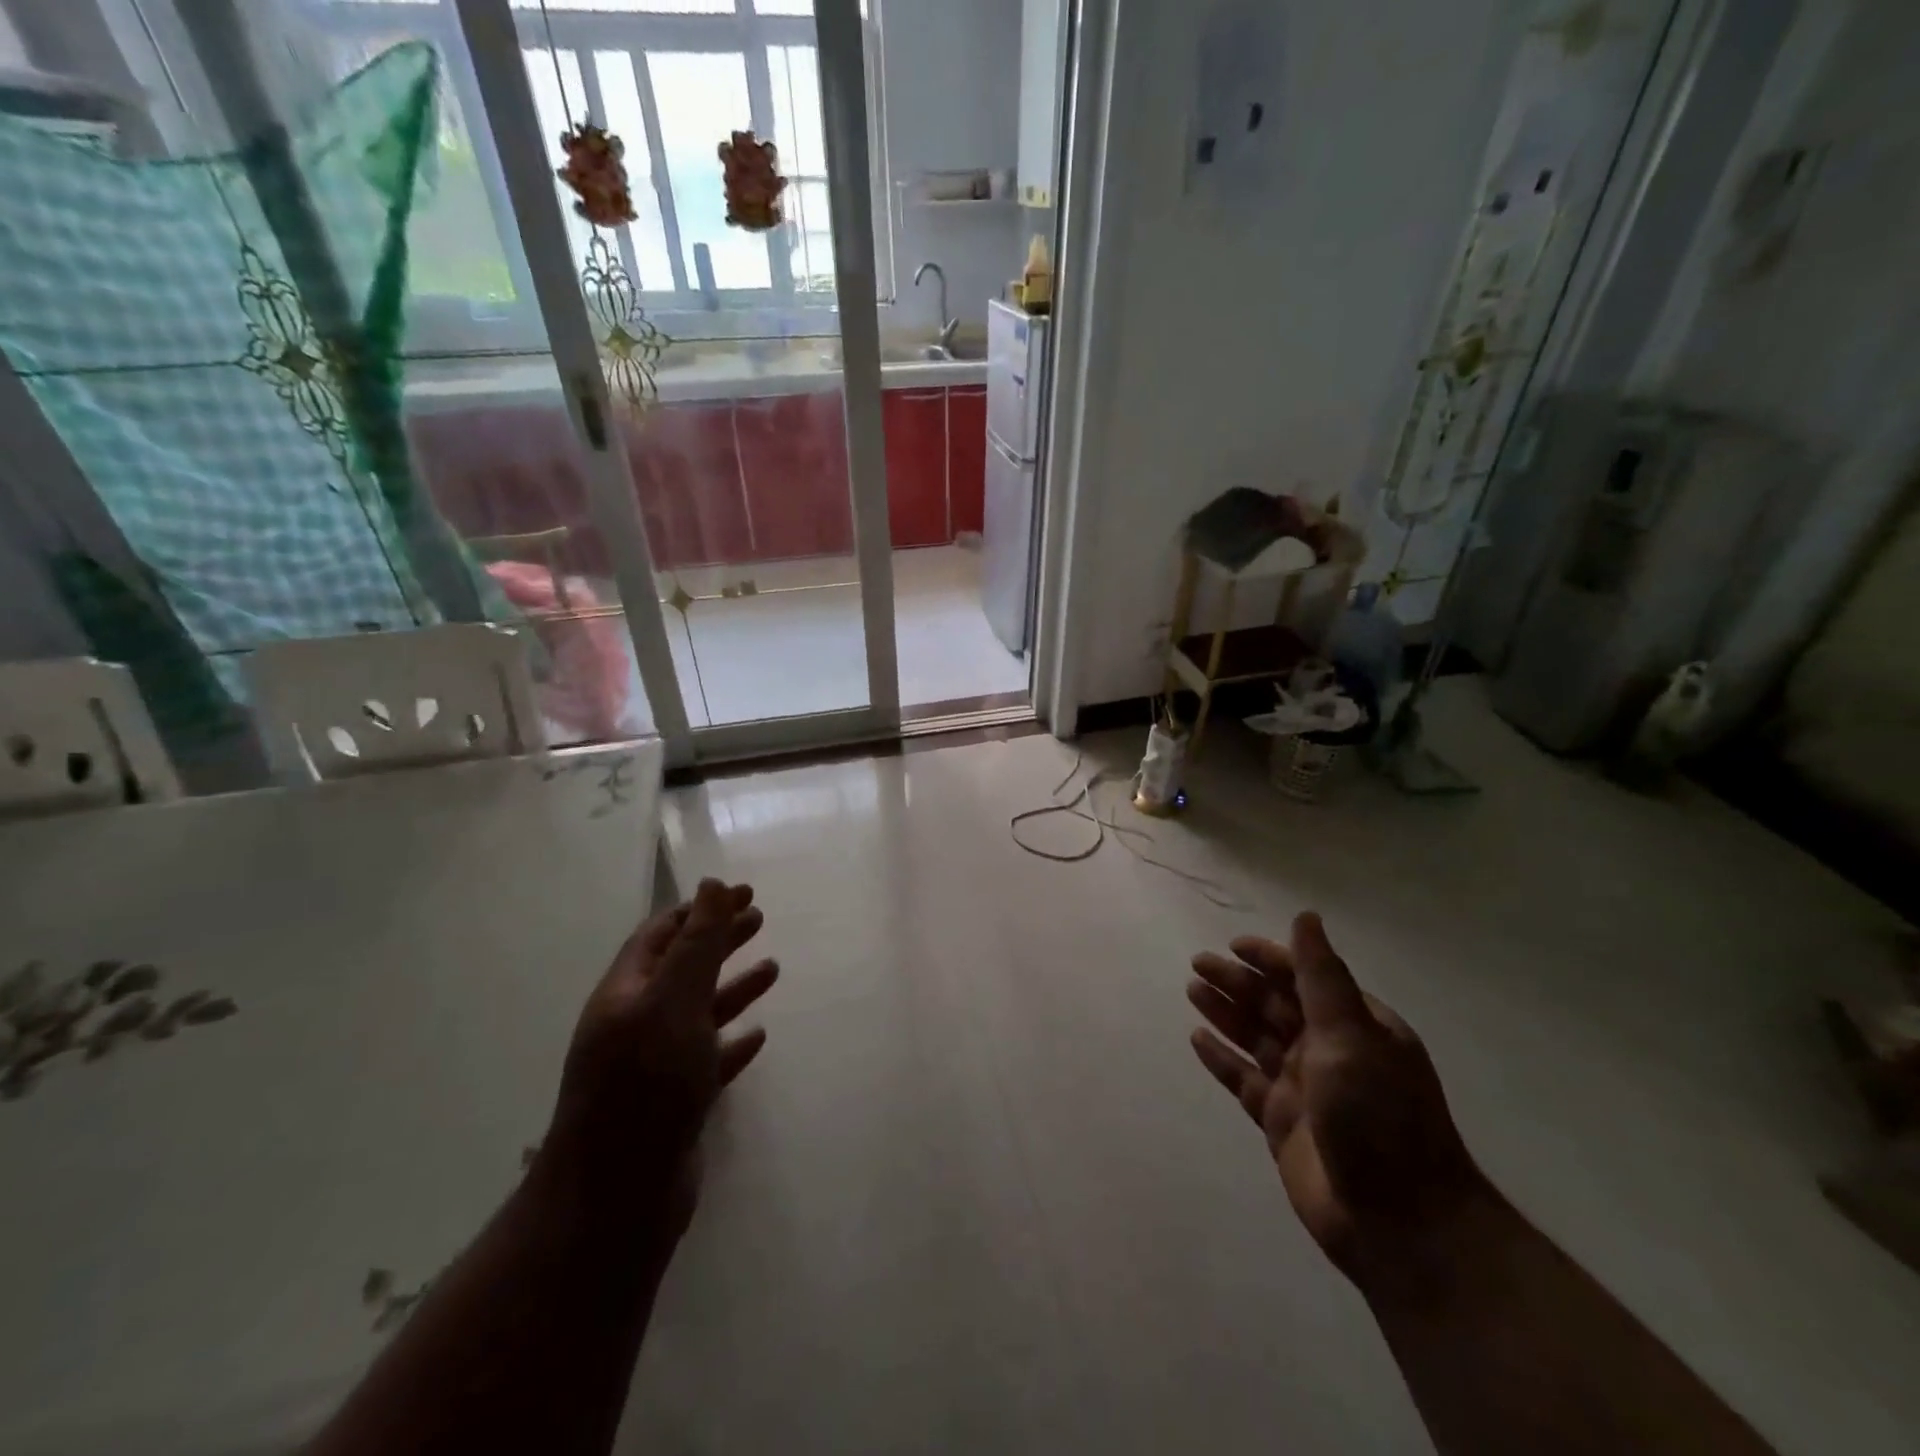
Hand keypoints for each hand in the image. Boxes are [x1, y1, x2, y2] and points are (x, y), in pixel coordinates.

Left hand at [543, 879, 777, 1227]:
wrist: (618, 1196)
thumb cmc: (647, 1083)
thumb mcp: (674, 1000)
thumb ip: (697, 943)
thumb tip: (712, 884)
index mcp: (627, 992)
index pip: (663, 933)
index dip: (702, 908)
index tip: (744, 892)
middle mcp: (636, 1023)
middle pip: (682, 966)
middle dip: (720, 939)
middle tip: (760, 918)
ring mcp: (653, 1065)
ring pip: (698, 1011)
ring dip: (733, 986)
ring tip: (773, 968)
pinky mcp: (674, 1102)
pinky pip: (708, 1058)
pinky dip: (732, 1041)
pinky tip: (758, 1035)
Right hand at [1187, 913, 1485, 1282]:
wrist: (1401, 1224)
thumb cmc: (1379, 1117)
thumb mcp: (1351, 1036)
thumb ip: (1321, 977)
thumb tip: (1306, 917)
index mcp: (1356, 1027)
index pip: (1306, 978)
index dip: (1270, 958)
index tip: (1233, 945)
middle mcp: (1329, 1051)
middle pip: (1275, 1005)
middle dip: (1238, 982)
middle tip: (1197, 963)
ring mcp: (1304, 1089)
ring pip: (1256, 1039)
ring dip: (1226, 1012)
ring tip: (1192, 990)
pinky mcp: (1282, 1123)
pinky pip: (1245, 1080)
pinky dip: (1222, 1059)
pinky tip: (1196, 1040)